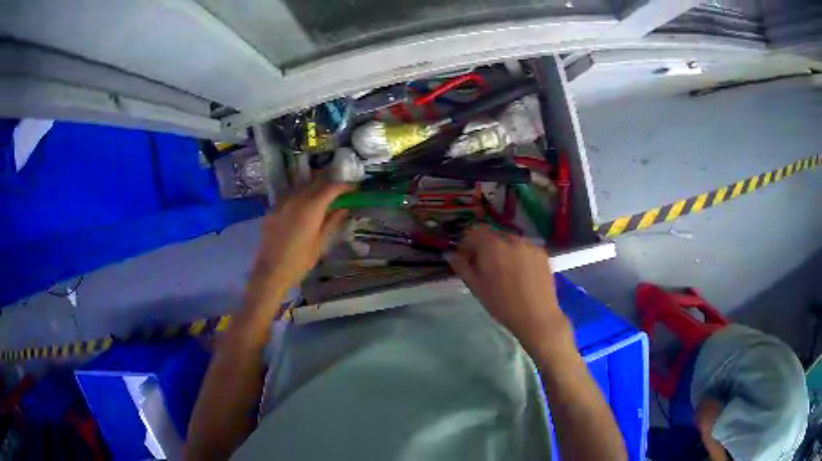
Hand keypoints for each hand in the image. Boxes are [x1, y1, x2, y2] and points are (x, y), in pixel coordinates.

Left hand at [244, 181, 352, 313]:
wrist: (271, 271)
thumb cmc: (299, 261)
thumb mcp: (320, 243)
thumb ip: (331, 222)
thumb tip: (343, 208)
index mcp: (310, 208)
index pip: (330, 188)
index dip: (343, 187)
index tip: (352, 189)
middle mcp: (295, 200)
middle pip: (315, 183)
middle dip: (329, 185)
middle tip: (339, 192)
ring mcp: (281, 203)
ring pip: (301, 188)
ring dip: (314, 188)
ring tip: (322, 197)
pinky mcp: (272, 209)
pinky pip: (289, 196)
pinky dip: (300, 196)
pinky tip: (303, 207)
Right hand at [447, 225, 570, 353]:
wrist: (537, 317)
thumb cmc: (502, 304)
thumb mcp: (476, 287)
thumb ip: (462, 267)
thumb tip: (450, 254)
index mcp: (492, 245)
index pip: (473, 231)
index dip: (466, 243)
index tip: (465, 258)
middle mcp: (511, 239)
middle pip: (492, 235)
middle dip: (485, 247)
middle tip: (484, 267)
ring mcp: (529, 244)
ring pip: (509, 241)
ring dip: (502, 250)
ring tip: (504, 272)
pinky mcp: (542, 253)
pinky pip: (524, 248)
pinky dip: (518, 255)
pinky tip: (520, 274)